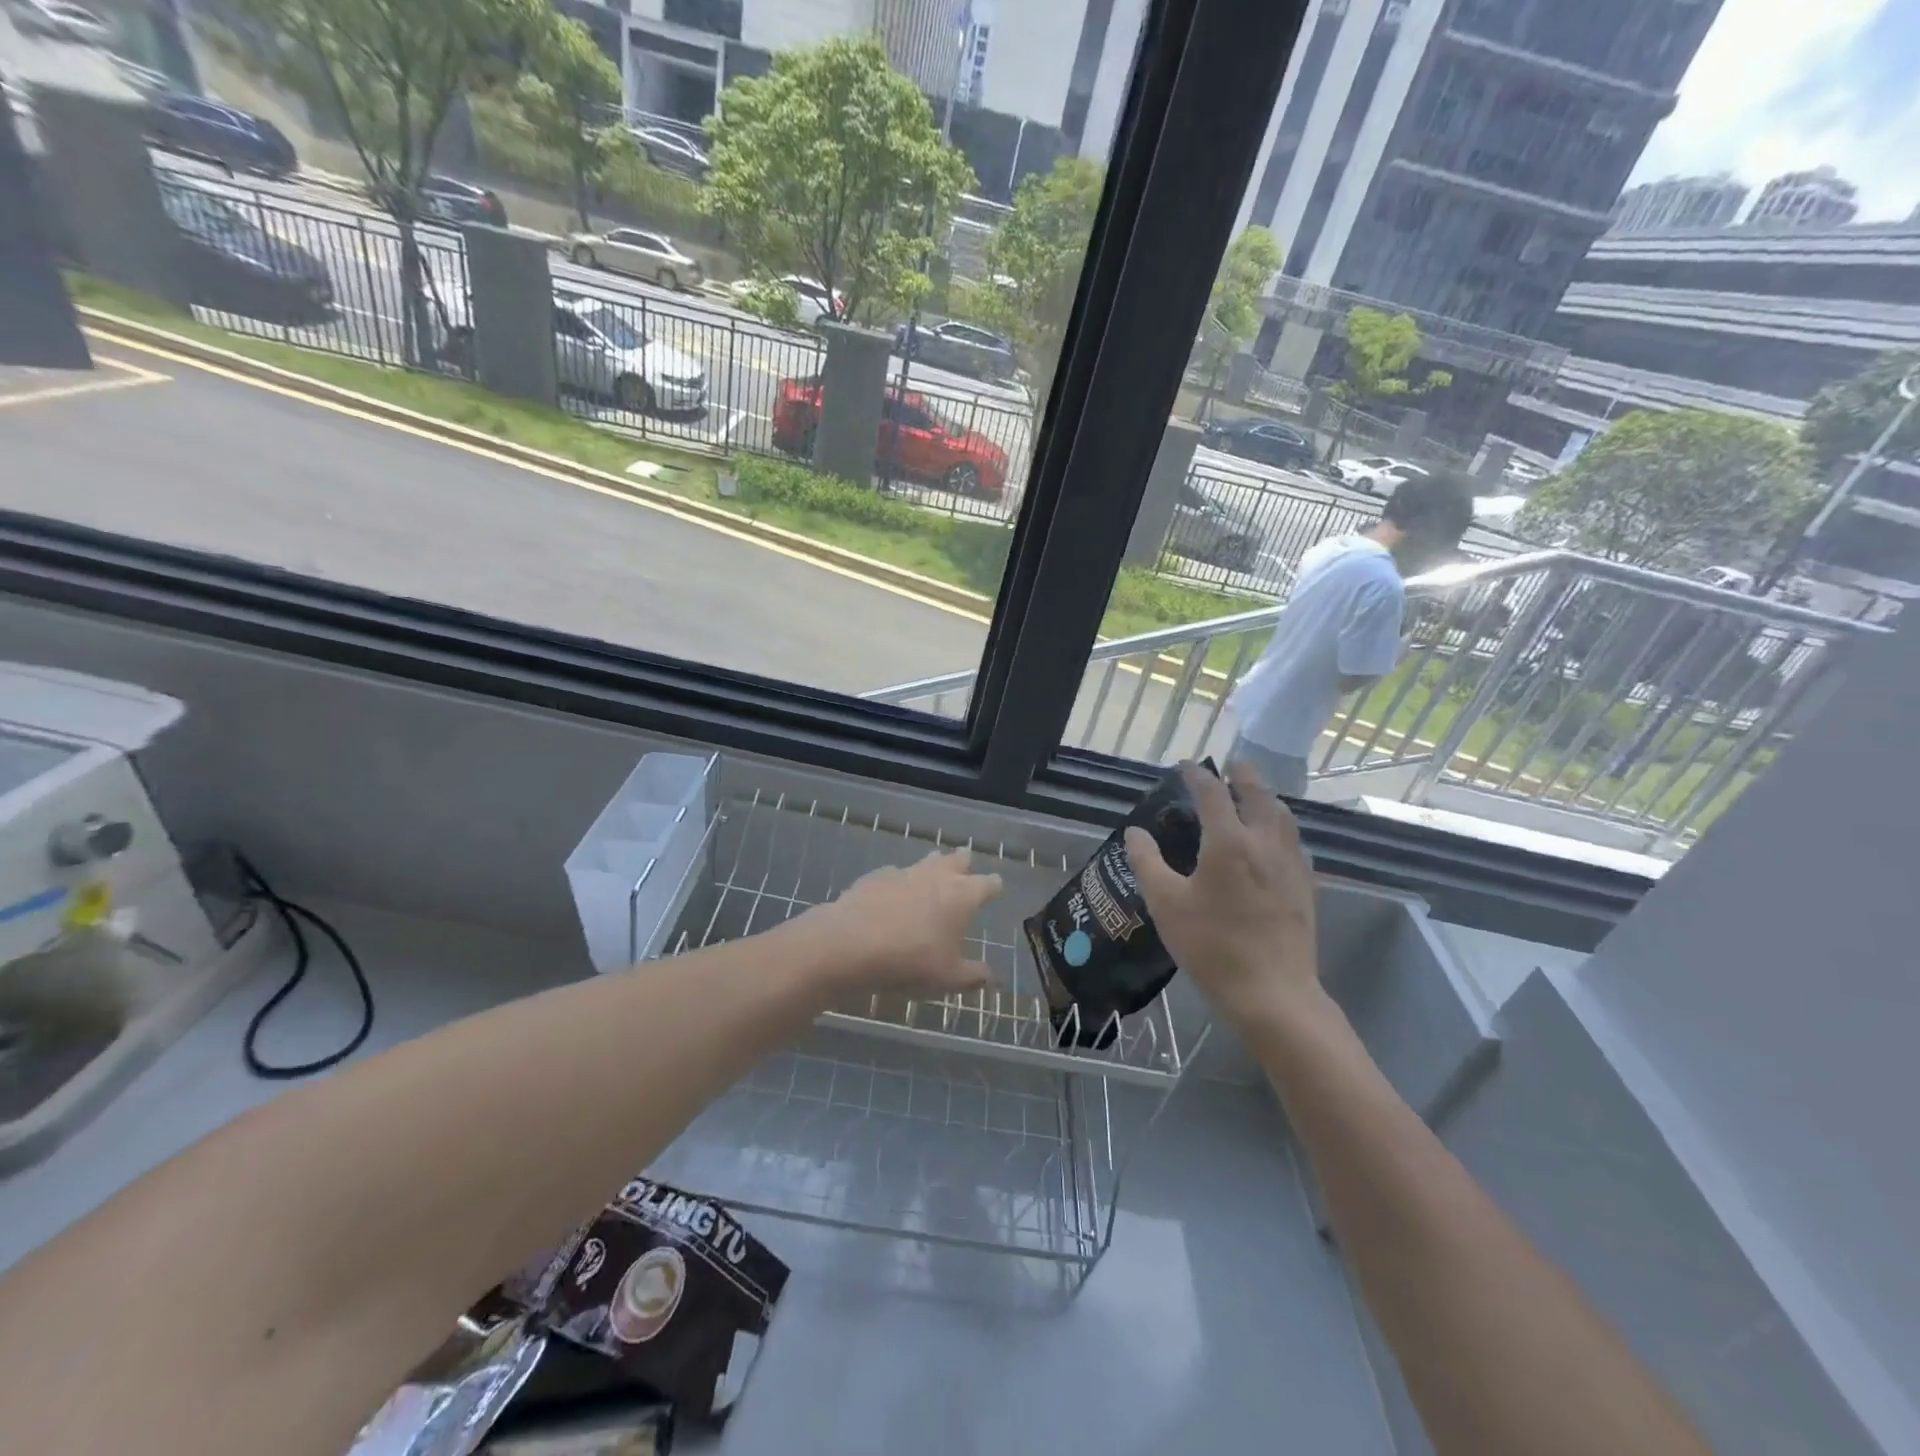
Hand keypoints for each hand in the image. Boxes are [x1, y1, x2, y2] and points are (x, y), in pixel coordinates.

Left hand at [809, 848, 1003, 995]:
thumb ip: (973, 975)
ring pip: (926, 861)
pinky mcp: (876, 876)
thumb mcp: (948, 978)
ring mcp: (905, 872)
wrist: (851, 943)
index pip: (988, 883)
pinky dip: (898, 884)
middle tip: (965, 870)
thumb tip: (991, 977)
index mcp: (963, 896)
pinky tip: (891, 898)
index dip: (993, 887)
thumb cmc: (911, 960)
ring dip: (932, 868)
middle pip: (958, 859)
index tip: (995, 889)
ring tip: (931, 879)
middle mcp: (937, 876)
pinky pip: (894, 875)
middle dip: (964, 864)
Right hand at [1125, 761, 1320, 1031]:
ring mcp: (1291, 864)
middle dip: (1243, 776)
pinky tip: (1275, 840)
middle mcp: (1264, 843)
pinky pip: (1295, 841)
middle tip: (1232, 765)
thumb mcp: (1166, 904)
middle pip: (1258, 795)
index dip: (1198, 775)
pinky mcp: (1305, 886)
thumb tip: (1135, 832)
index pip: (1213, 793)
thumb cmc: (1212, 946)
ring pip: (1283, 816)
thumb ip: (1147, 862)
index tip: (1186, 766)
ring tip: (1255, 795)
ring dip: (1267, 798)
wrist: (1272, 993)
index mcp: (1228, 842)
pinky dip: (1281, 826)